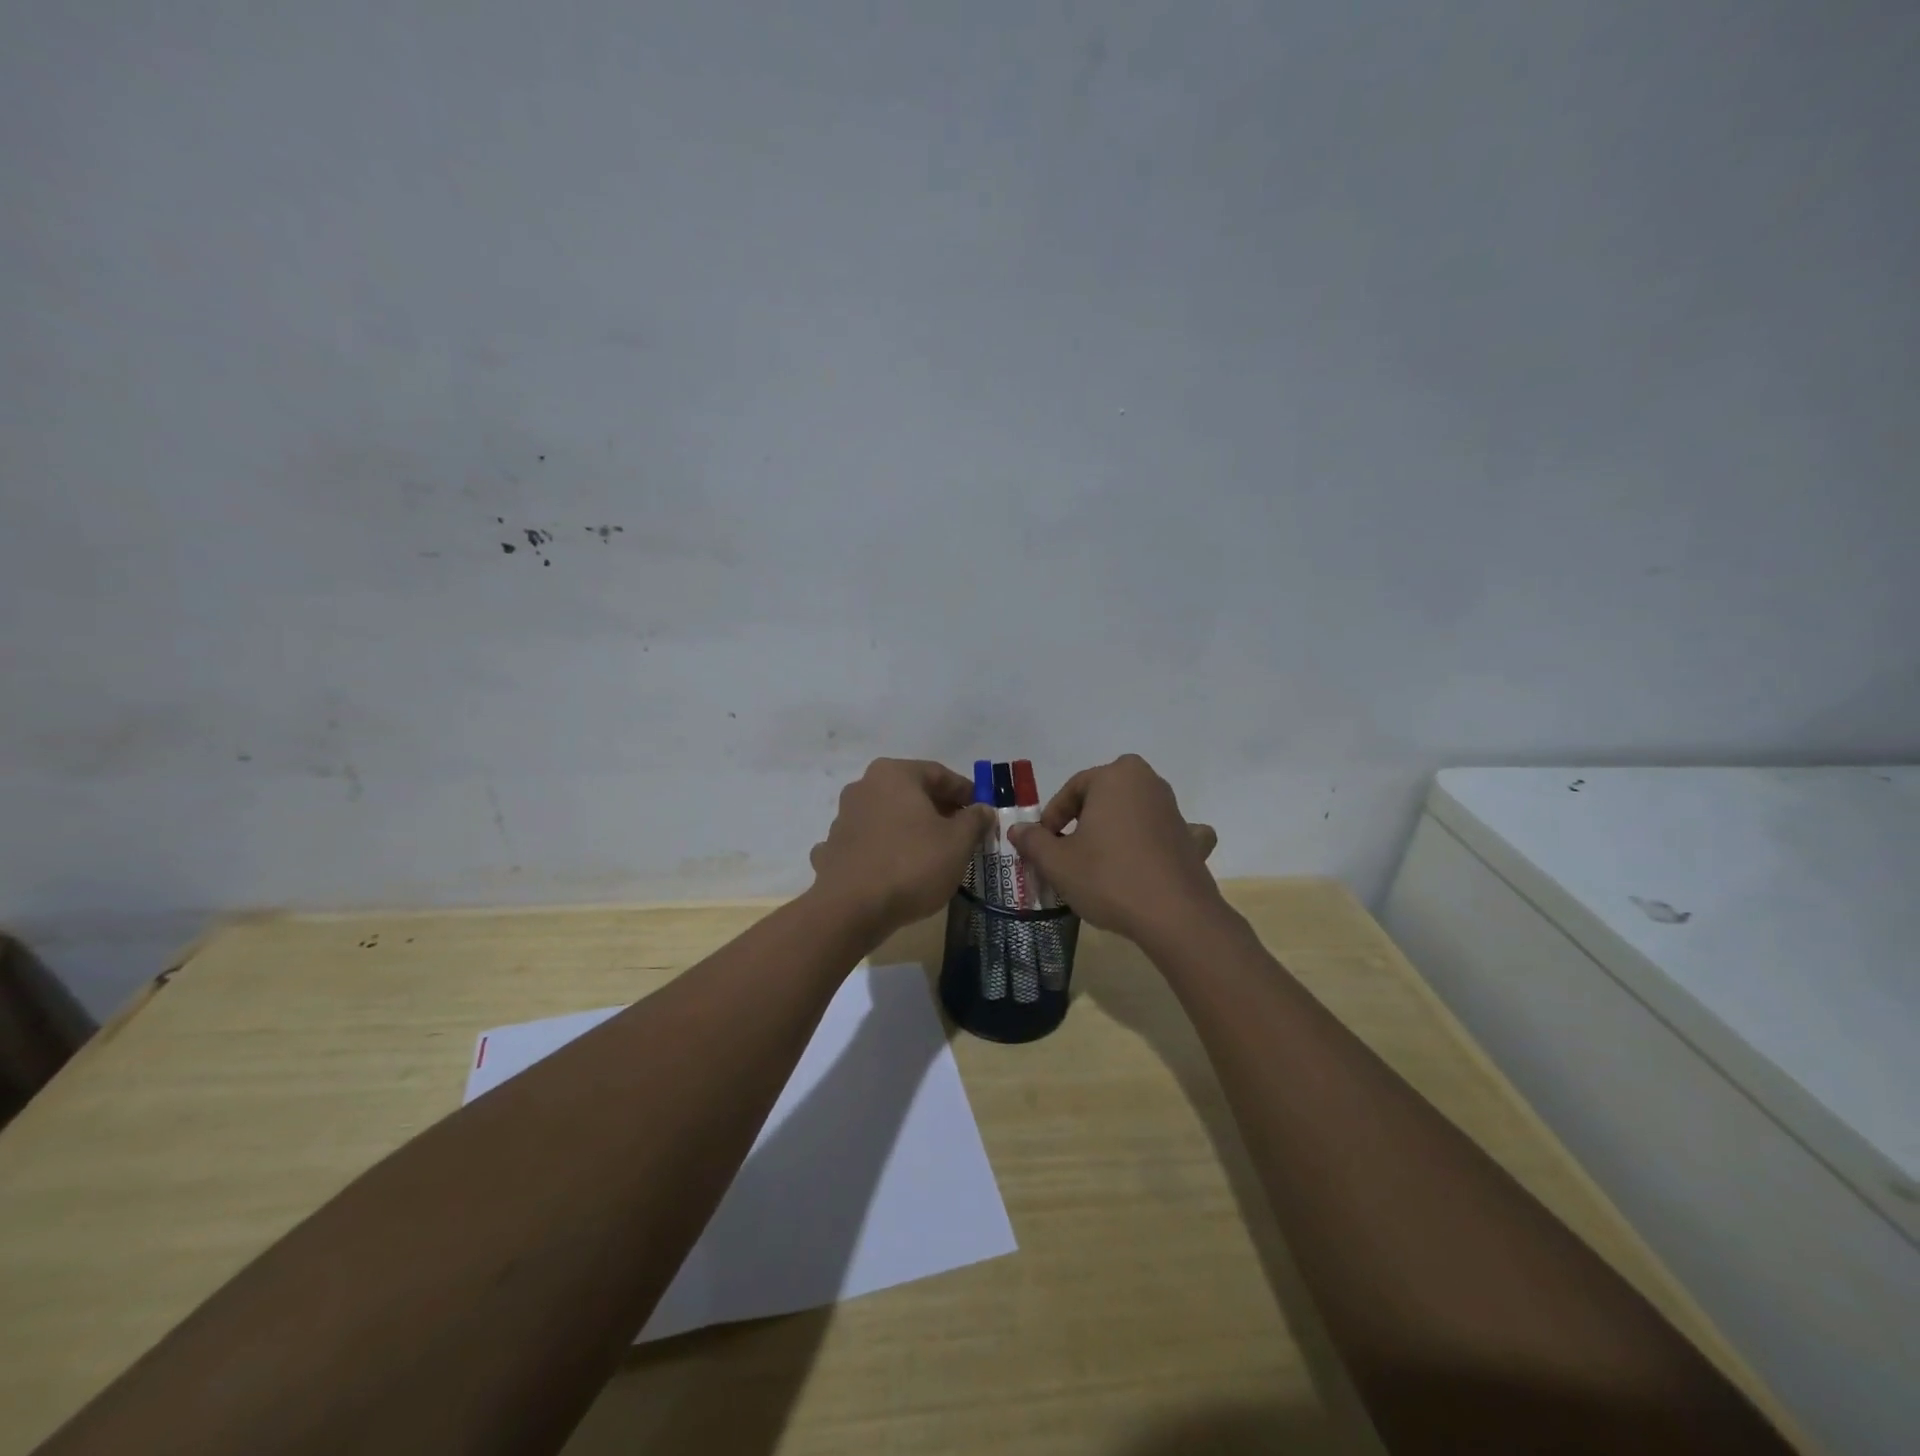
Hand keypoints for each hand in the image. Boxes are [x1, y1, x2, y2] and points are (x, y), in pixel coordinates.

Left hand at [809, 758, 995, 938]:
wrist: (851, 908)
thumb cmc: (911, 864)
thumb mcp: (957, 842)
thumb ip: (974, 820)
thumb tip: (984, 809)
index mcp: (894, 774)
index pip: (939, 774)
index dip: (965, 791)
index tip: (982, 810)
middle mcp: (864, 786)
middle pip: (912, 793)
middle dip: (939, 810)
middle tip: (963, 832)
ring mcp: (844, 817)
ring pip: (889, 816)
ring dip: (911, 828)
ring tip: (934, 853)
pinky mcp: (833, 848)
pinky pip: (868, 842)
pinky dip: (886, 849)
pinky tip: (898, 868)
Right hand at [1007, 754, 1221, 947]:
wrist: (1174, 916)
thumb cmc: (1108, 878)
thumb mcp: (1058, 862)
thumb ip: (1034, 841)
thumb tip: (1017, 829)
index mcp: (1115, 776)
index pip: (1072, 789)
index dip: (1052, 818)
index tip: (1043, 844)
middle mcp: (1148, 783)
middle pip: (1104, 796)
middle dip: (1084, 818)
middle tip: (1068, 850)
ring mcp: (1174, 811)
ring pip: (1134, 812)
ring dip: (1116, 829)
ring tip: (1100, 861)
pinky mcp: (1192, 840)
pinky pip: (1168, 833)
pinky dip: (1158, 842)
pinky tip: (1150, 859)